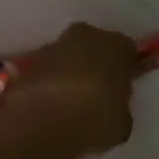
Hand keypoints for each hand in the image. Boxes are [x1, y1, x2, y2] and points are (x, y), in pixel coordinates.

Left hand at [4, 21, 142, 158]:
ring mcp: (55, 46)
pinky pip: (49, 70)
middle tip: (98, 93)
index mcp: (117, 46)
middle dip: (97, 64)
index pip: (128, 52)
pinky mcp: (30, 61)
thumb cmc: (95, 118)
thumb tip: (112, 109)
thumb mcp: (122, 123)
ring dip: (71, 72)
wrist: (42, 122)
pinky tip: (51, 107)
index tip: (122, 88)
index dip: (126, 70)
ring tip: (71, 103)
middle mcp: (87, 36)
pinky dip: (51, 83)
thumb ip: (120, 108)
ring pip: (70, 56)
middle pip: (96, 46)